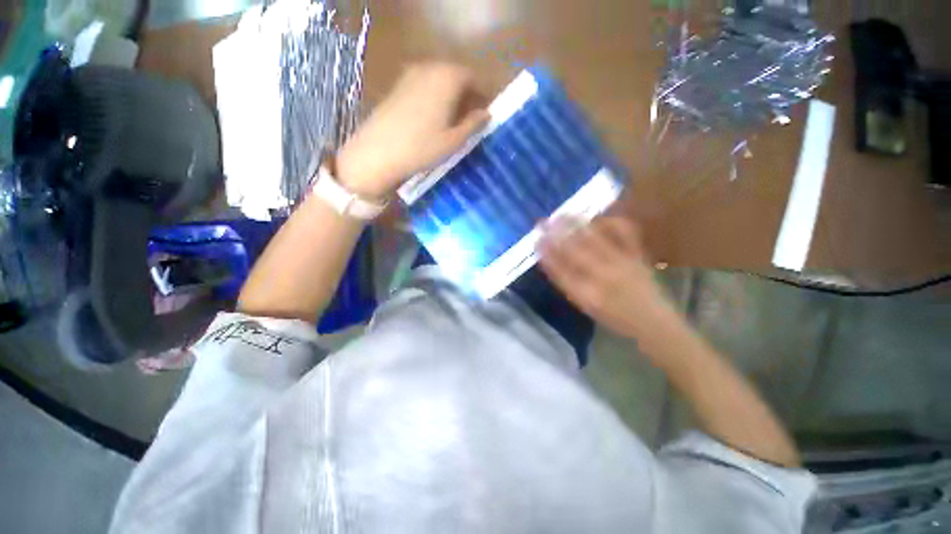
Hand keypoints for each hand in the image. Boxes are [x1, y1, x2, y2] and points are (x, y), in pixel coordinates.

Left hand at [336, 63, 489, 198]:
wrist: (378, 152)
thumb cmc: (422, 147)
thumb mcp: (454, 140)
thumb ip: (473, 124)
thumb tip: (486, 114)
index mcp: (448, 77)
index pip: (473, 78)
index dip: (483, 94)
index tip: (486, 112)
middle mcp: (430, 67)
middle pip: (456, 75)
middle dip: (467, 94)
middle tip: (472, 118)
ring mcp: (411, 74)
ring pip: (439, 79)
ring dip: (451, 95)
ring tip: (454, 120)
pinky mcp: (398, 85)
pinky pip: (424, 84)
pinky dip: (435, 96)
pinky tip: (433, 118)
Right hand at [538, 216, 672, 339]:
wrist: (654, 323)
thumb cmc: (614, 319)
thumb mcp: (585, 307)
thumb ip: (567, 285)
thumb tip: (550, 262)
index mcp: (588, 295)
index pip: (560, 270)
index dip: (547, 253)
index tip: (536, 240)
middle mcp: (603, 277)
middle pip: (574, 251)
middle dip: (556, 235)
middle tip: (543, 222)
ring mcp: (622, 264)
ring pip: (595, 239)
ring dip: (576, 225)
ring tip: (562, 214)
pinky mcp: (637, 256)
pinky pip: (626, 234)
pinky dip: (612, 223)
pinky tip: (599, 217)